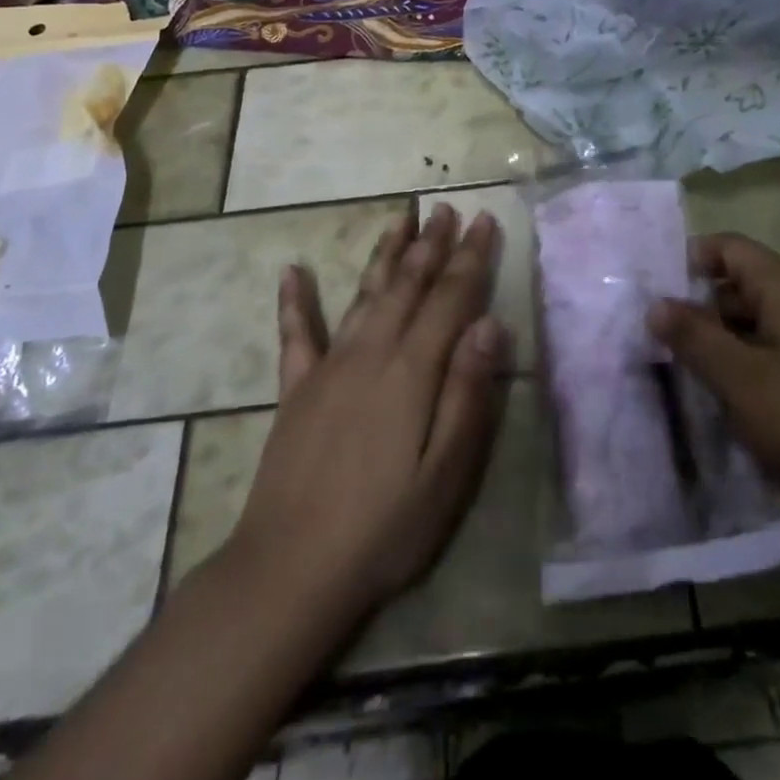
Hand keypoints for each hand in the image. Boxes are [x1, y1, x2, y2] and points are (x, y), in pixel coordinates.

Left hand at [226, 203, 510, 630]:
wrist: (289, 570)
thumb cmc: (383, 528)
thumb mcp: (445, 474)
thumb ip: (468, 394)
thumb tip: (490, 325)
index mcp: (411, 371)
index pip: (450, 298)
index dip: (470, 257)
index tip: (485, 220)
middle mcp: (370, 353)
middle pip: (408, 285)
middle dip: (432, 244)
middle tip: (447, 209)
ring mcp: (328, 367)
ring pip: (364, 294)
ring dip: (385, 254)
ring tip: (400, 219)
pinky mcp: (296, 389)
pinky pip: (296, 333)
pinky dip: (295, 300)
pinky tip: (292, 270)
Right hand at [650, 233, 779, 652]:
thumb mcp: (742, 379)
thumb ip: (695, 337)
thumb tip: (655, 303)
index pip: (731, 247)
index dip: (691, 258)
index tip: (656, 289)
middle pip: (743, 283)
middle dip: (700, 304)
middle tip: (660, 335)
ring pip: (759, 320)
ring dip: (722, 337)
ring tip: (686, 368)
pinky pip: (777, 349)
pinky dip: (747, 361)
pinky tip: (731, 397)